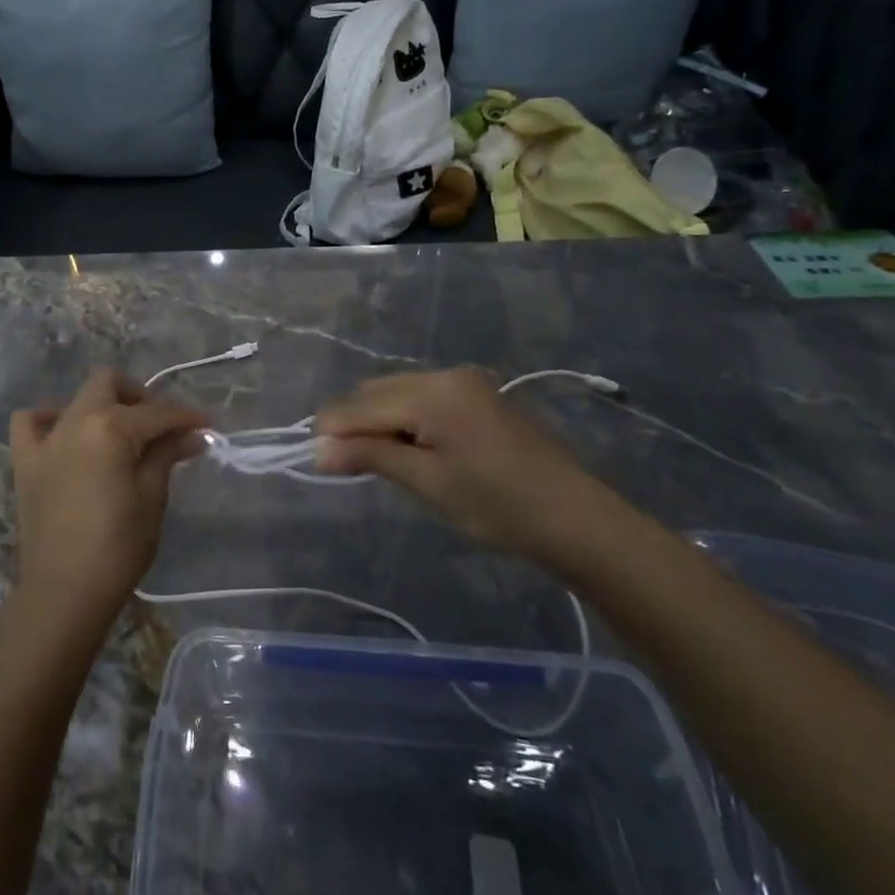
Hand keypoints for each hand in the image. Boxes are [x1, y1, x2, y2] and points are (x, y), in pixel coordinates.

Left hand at [9, 369, 208, 631]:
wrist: (64, 592)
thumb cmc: (118, 547)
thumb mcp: (152, 498)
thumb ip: (167, 455)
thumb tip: (192, 435)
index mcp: (110, 427)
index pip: (157, 412)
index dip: (187, 417)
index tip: (208, 427)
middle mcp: (75, 420)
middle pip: (110, 383)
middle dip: (141, 397)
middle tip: (161, 428)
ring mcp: (46, 438)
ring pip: (77, 399)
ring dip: (103, 406)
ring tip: (121, 435)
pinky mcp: (25, 461)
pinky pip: (31, 422)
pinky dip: (49, 420)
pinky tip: (67, 436)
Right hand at [313, 369, 607, 559]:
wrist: (578, 520)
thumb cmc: (498, 505)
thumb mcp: (427, 482)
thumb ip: (369, 455)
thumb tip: (317, 449)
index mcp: (433, 391)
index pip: (362, 404)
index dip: (333, 431)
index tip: (316, 461)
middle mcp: (447, 374)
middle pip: (377, 390)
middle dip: (354, 423)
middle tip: (344, 465)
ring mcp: (466, 382)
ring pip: (399, 392)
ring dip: (379, 420)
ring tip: (377, 460)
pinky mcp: (479, 395)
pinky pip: (424, 397)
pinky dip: (406, 418)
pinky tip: (410, 448)